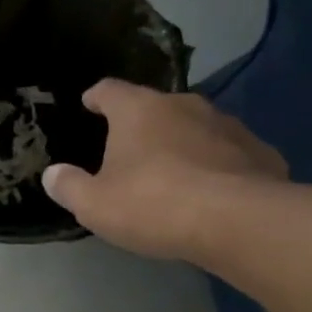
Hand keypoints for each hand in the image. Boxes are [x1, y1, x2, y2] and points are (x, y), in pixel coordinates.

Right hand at [42, 80, 286, 261]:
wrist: (238, 221)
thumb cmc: (153, 204)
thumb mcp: (95, 204)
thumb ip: (69, 187)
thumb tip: (52, 175)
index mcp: (138, 110)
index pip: (109, 90)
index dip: (96, 97)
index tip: (90, 104)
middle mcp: (183, 105)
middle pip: (155, 107)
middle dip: (142, 124)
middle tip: (131, 151)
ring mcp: (227, 125)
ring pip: (196, 127)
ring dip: (183, 143)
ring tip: (175, 172)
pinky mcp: (260, 151)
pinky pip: (230, 153)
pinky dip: (218, 165)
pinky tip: (215, 191)